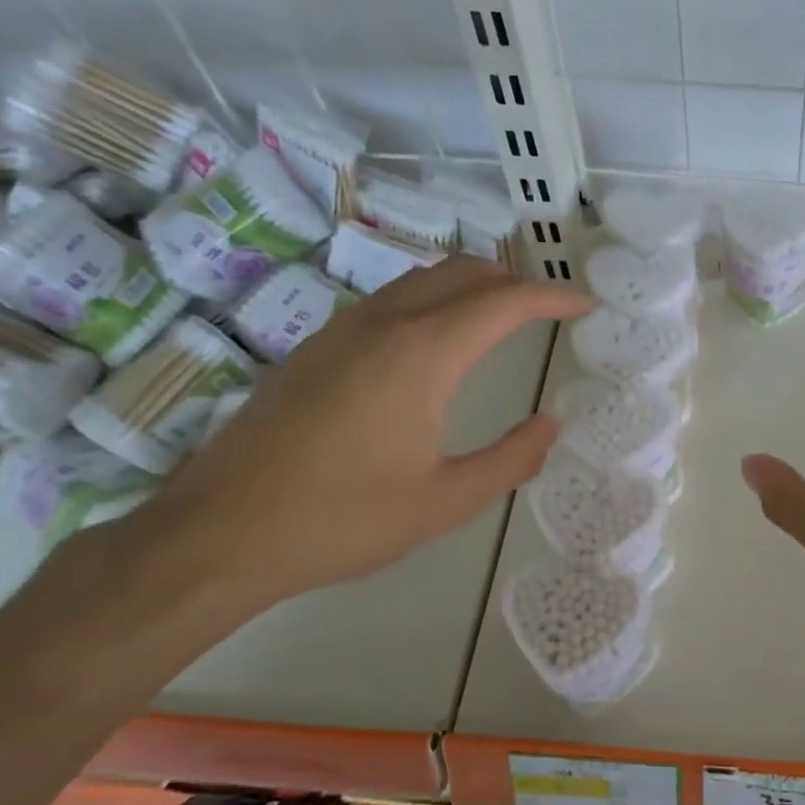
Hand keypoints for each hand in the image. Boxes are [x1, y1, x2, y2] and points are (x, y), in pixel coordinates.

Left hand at [131, 256, 588, 611]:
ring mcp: (342, 328)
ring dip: (473, 285)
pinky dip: (434, 299)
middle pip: (464, 271)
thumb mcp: (446, 502)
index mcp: (423, 353)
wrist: (219, 533)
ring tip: (503, 317)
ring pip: (423, 278)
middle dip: (516, 280)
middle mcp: (384, 322)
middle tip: (550, 310)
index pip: (505, 300)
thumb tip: (549, 425)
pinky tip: (437, 341)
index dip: (554, 296)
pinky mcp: (316, 346)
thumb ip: (511, 459)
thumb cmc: (343, 519)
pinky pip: (391, 298)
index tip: (585, 305)